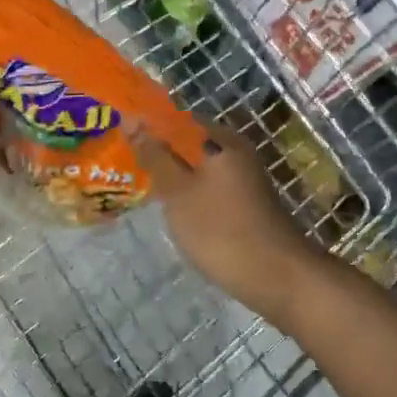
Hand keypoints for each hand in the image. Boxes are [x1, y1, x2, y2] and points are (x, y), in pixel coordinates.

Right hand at [130, 121, 322, 319]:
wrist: (276, 277)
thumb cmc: (221, 230)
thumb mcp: (178, 191)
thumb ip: (155, 156)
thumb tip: (132, 120)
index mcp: (221, 139)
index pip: (176, 119)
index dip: (147, 128)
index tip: (119, 143)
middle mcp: (236, 151)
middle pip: (187, 144)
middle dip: (158, 155)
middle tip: (124, 169)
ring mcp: (243, 178)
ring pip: (197, 169)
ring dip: (172, 177)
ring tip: (141, 190)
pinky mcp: (245, 203)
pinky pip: (208, 189)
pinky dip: (189, 196)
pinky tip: (171, 212)